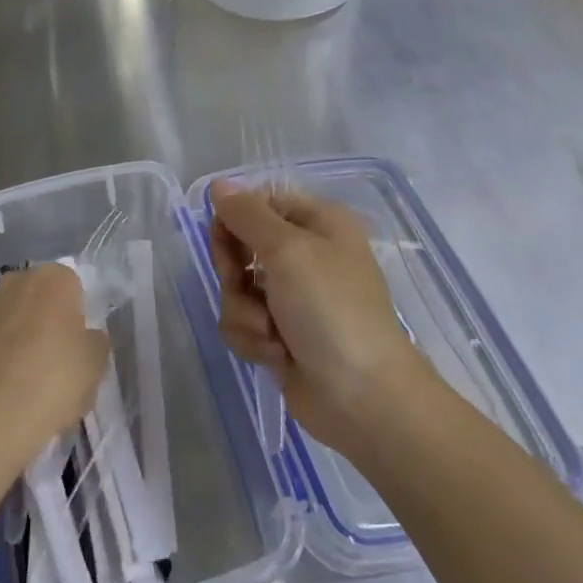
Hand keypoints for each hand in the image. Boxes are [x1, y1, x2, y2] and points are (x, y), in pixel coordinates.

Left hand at [0, 262, 108, 478]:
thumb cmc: (52, 384)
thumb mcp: (95, 367)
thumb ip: (94, 342)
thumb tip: (85, 336)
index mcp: (53, 280)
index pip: (70, 285)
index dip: (73, 315)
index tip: (73, 346)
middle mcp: (13, 281)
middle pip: (33, 295)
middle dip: (39, 319)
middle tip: (47, 361)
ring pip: (1, 315)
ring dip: (8, 335)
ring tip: (14, 379)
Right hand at [208, 180, 434, 456]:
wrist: (362, 397)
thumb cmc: (330, 309)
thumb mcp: (288, 249)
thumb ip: (247, 214)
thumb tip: (219, 184)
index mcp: (318, 223)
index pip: (259, 203)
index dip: (235, 218)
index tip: (224, 237)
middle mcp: (305, 256)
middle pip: (240, 246)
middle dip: (235, 273)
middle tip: (243, 285)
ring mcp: (291, 298)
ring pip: (235, 289)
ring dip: (244, 313)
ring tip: (270, 333)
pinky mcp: (280, 336)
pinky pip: (242, 323)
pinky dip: (252, 339)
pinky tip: (275, 355)